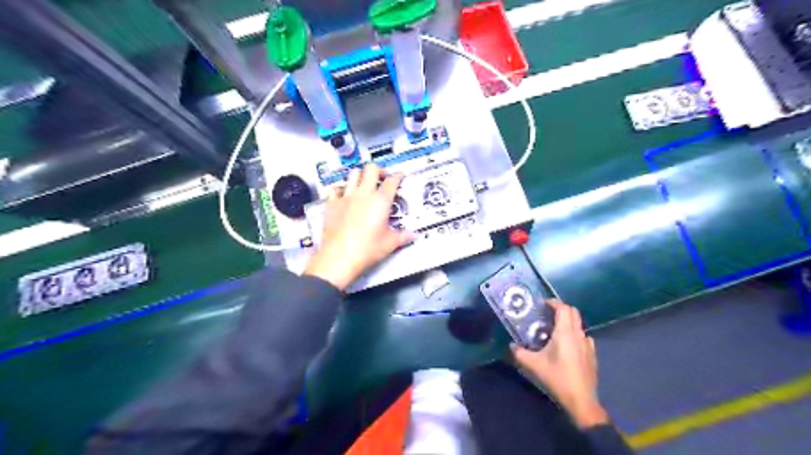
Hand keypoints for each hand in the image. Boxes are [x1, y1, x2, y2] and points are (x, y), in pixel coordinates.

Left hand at [306, 164, 414, 291]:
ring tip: (365, 183)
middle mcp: (363, 194)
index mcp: (380, 201)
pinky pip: (336, 189)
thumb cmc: (365, 250)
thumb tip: (412, 235)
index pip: (392, 181)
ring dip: (361, 175)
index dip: (398, 176)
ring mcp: (346, 197)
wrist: (339, 257)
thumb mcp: (389, 244)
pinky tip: (344, 194)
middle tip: (382, 177)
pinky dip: (341, 188)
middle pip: (371, 169)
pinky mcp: (332, 204)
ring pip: (353, 174)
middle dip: (379, 170)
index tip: (400, 175)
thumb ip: (402, 236)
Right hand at [512, 301, 608, 428]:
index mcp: (565, 333)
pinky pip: (583, 337)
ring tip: (555, 329)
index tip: (543, 304)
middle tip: (548, 313)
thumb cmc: (557, 378)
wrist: (581, 400)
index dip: (554, 302)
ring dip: (568, 321)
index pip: (564, 308)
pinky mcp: (592, 355)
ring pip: (579, 325)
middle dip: (561, 309)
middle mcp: (578, 334)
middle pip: (574, 313)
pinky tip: (567, 345)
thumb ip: (520, 353)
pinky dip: (575, 334)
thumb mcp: (533, 365)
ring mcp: (588, 345)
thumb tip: (511, 345)